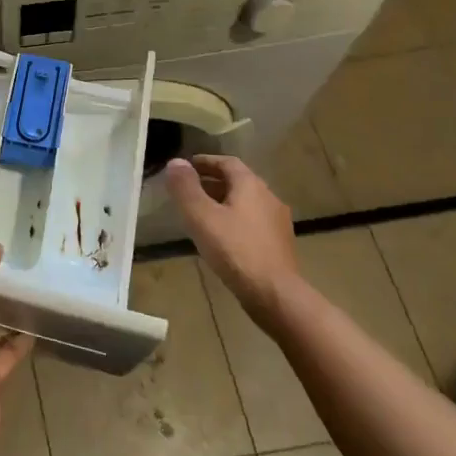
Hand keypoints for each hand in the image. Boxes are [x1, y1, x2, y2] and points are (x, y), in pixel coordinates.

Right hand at [165, 155, 301, 325]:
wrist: (275, 294)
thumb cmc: (234, 250)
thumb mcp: (201, 216)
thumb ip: (186, 188)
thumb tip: (176, 161)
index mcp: (251, 186)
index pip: (227, 163)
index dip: (205, 162)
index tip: (187, 166)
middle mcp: (268, 197)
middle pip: (238, 181)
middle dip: (212, 182)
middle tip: (189, 190)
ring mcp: (277, 222)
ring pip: (246, 202)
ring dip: (223, 202)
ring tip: (201, 214)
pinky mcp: (279, 244)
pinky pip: (252, 222)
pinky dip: (234, 219)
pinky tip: (222, 237)